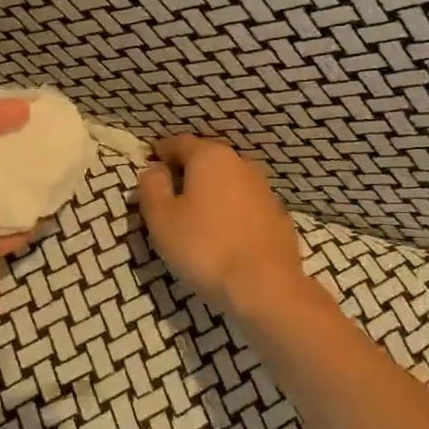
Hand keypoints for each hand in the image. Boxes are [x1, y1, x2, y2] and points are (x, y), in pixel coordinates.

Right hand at [138, 134, 305, 313]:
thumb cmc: (204, 247)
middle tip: (168, 195)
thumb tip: (154, 169)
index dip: (161, 152)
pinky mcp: (279, 217)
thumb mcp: (161, 218)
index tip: (150, 165)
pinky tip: (223, 235)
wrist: (265, 286)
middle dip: (187, 172)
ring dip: (211, 193)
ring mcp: (264, 190)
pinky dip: (231, 212)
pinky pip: (246, 206)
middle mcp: (241, 164)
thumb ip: (152, 187)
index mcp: (210, 157)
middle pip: (207, 160)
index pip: (179, 142)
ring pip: (229, 182)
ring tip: (195, 217)